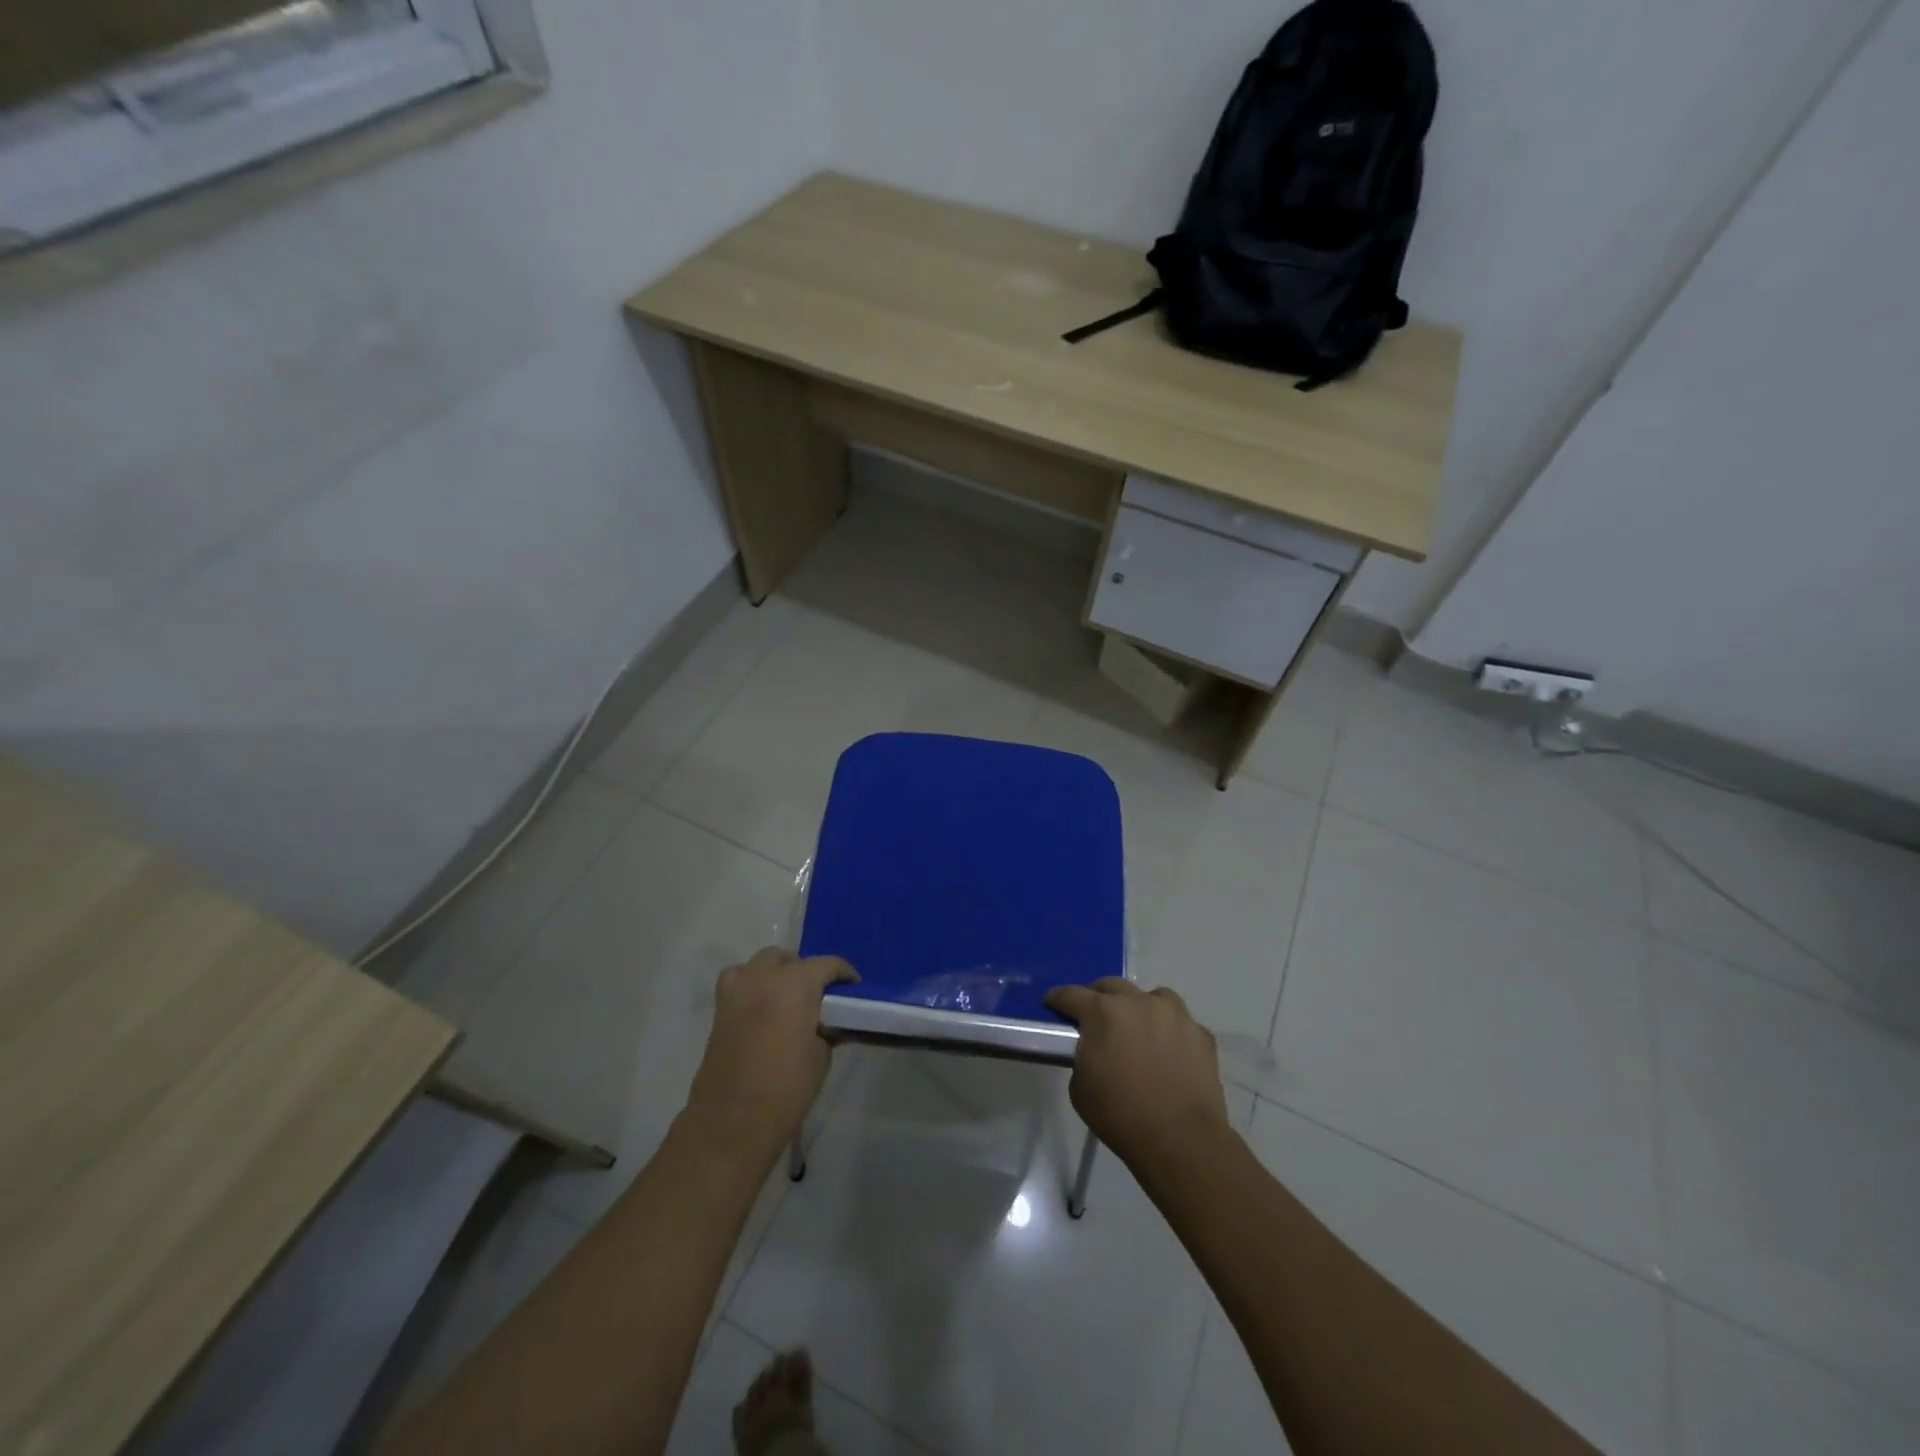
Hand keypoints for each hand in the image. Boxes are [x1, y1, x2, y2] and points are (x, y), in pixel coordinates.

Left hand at [686, 947, 856, 1151]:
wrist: (733, 1120)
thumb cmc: (787, 1087)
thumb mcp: (821, 1056)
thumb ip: (826, 1029)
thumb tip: (827, 1023)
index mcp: (796, 982)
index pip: (827, 964)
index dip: (844, 974)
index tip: (853, 989)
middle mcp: (765, 976)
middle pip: (788, 958)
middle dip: (805, 970)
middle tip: (818, 997)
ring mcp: (737, 990)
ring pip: (760, 964)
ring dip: (775, 973)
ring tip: (787, 999)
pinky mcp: (719, 1009)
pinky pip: (738, 982)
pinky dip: (751, 986)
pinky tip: (760, 1008)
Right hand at [1044, 978, 1231, 1172]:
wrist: (1181, 1140)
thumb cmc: (1121, 1115)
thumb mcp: (1080, 1088)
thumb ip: (1082, 1056)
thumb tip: (1092, 1049)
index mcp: (1103, 1012)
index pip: (1071, 994)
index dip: (1057, 999)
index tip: (1051, 1004)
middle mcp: (1139, 1002)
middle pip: (1111, 986)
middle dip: (1097, 996)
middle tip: (1093, 1014)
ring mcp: (1174, 1015)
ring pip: (1152, 996)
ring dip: (1139, 1006)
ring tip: (1137, 1027)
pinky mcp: (1201, 1034)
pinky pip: (1180, 1023)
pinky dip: (1169, 1030)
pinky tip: (1168, 1050)